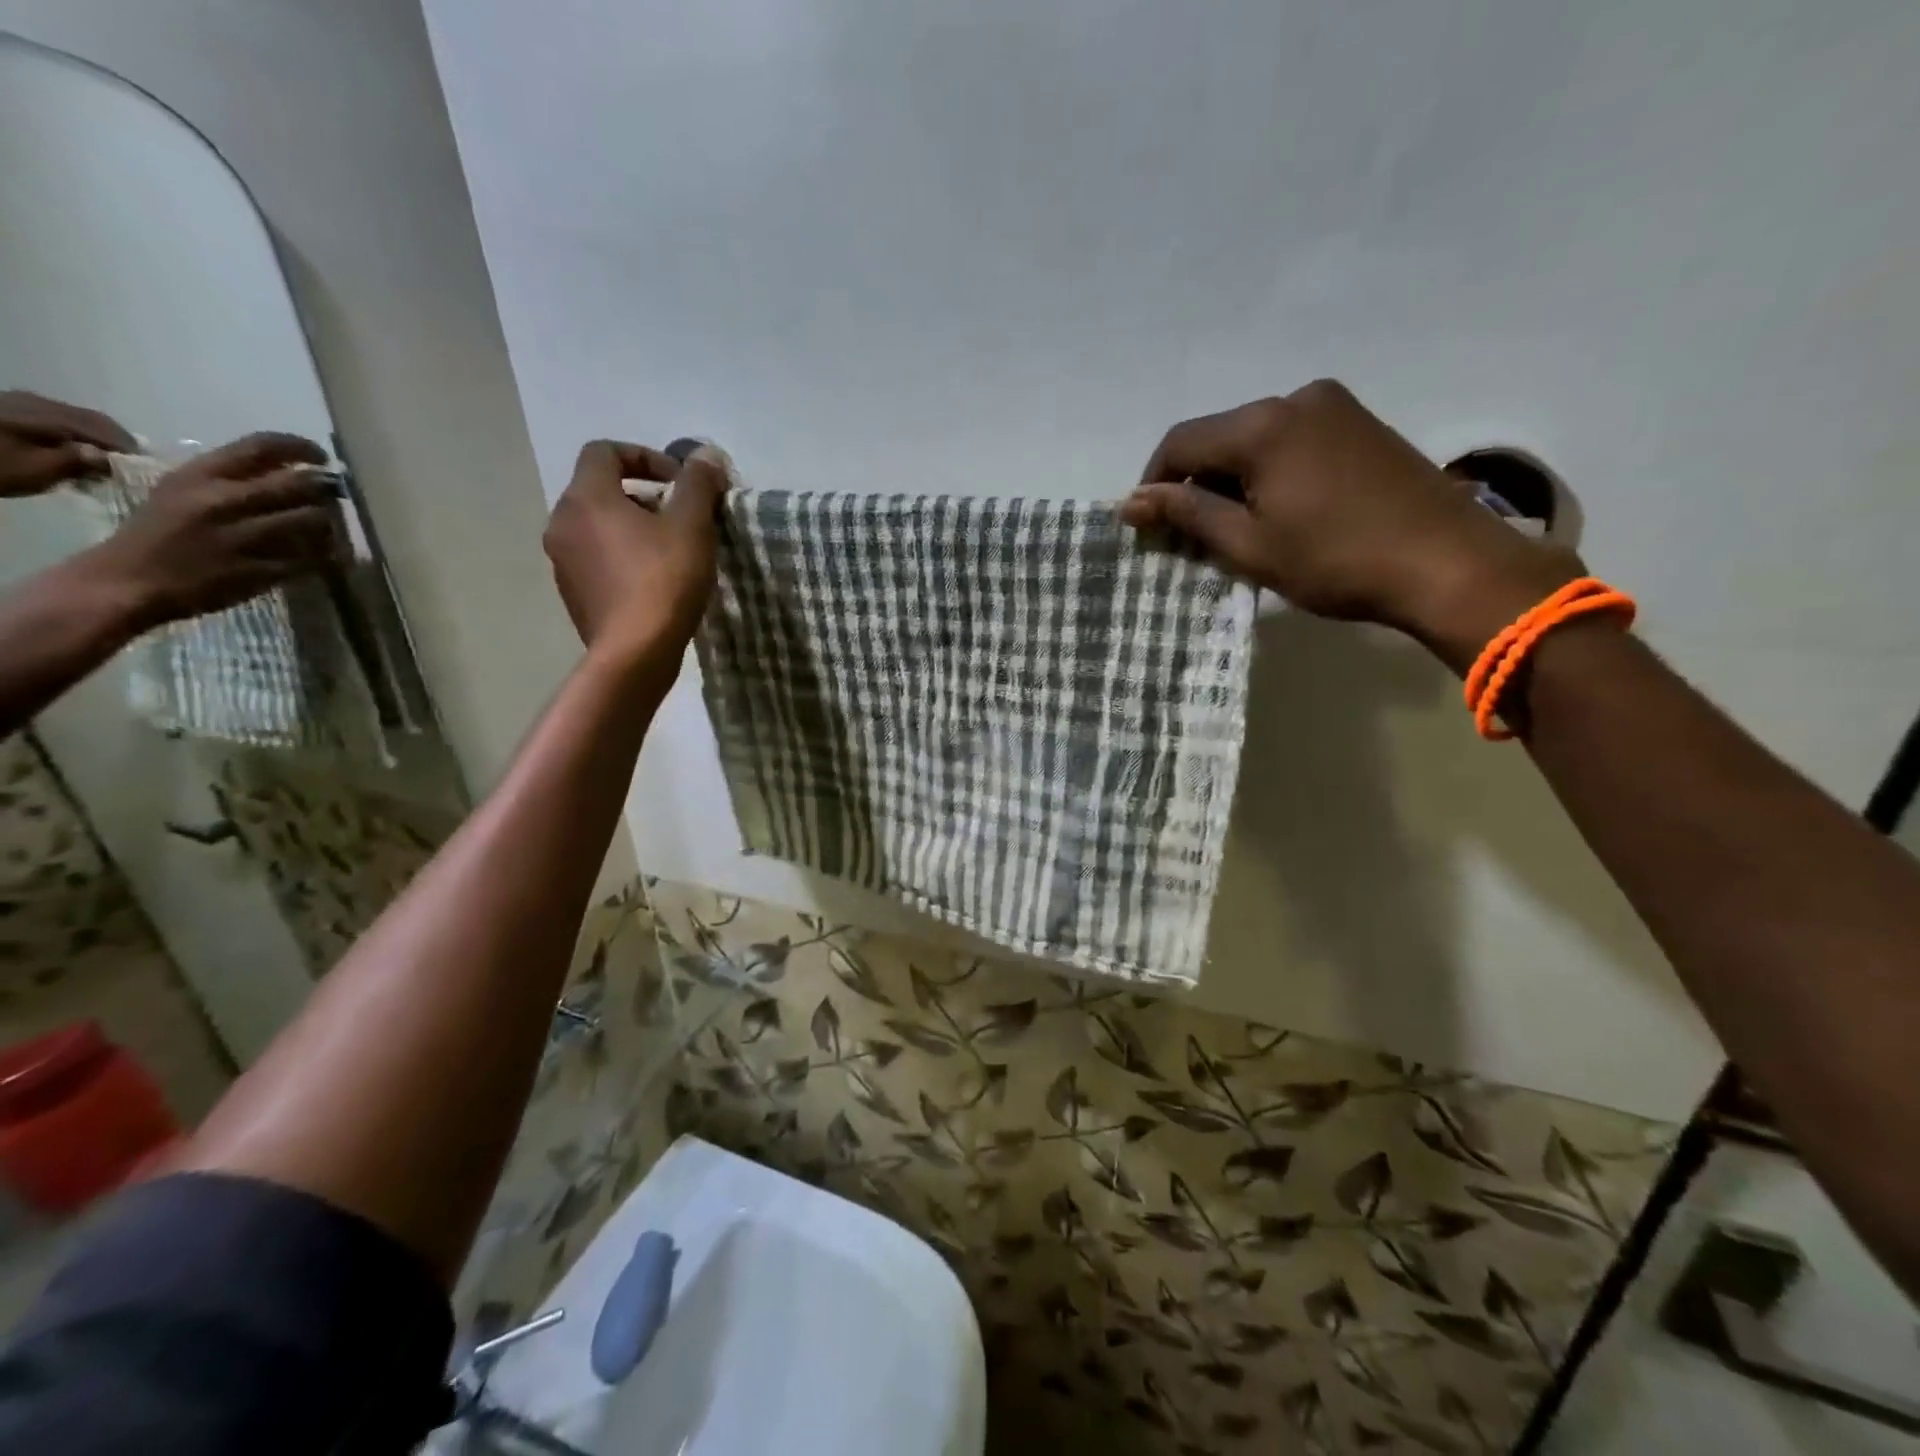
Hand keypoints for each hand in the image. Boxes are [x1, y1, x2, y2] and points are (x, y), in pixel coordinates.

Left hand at [0, 391, 137, 497]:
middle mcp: (36, 401)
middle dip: (112, 441)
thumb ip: (78, 461)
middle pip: (90, 419)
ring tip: (99, 460)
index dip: (129, 449)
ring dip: (90, 437)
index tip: (145, 470)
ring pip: (70, 418)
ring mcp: (14, 402)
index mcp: (50, 414)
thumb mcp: (37, 470)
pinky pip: (48, 418)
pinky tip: (66, 449)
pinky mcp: (0, 409)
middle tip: (127, 466)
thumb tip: (108, 457)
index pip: (107, 429)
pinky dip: (68, 434)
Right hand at [85, 432, 339, 629]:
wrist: (130, 582)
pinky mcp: (263, 570)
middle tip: (332, 498)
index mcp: (200, 476)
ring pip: (315, 521)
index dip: (301, 448)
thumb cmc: (158, 532)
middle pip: (301, 484)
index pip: (262, 446)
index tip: (321, 458)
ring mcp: (245, 537)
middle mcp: (224, 501)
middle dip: (324, 490)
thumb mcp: (181, 490)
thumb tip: (291, 471)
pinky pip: (315, 557)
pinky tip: (324, 555)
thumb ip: (230, 478)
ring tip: (325, 529)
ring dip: (330, 524)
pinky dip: (327, 554)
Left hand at [543, 440, 729, 664]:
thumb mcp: (692, 525)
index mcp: (586, 497)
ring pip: (598, 527)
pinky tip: (655, 582)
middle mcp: (562, 521)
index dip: (646, 457)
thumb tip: (706, 455)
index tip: (680, 484)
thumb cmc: (664, 580)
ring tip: (672, 552)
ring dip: (633, 528)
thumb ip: (698, 483)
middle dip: (644, 496)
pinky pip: (597, 559)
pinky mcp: (572, 593)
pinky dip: (623, 557)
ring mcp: (562, 560)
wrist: (635, 653)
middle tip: (682, 518)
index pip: (605, 451)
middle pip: (600, 489)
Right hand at [1121, 380, 1583, 670]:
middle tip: (1193, 536)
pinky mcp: (1360, 422)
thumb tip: (1131, 502)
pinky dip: (1268, 471)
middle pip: (1218, 436)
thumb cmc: (1335, 560)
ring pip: (1254, 439)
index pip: (1180, 442)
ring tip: (1238, 529)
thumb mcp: (1249, 545)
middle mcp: (1296, 398)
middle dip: (1196, 483)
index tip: (1150, 526)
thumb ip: (1187, 515)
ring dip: (1232, 479)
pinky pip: (1290, 439)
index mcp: (1263, 425)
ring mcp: (1334, 406)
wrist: (1446, 563)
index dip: (1154, 484)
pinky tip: (1279, 510)